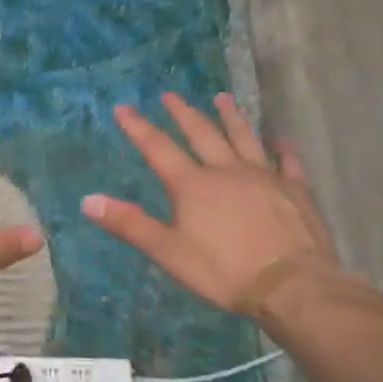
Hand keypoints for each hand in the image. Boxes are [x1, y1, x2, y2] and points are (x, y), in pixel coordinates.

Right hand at [83, 93, 338, 313]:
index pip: (159, 148)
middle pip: (202, 134)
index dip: (139, 127)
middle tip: (171, 95)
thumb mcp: (168, 251)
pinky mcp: (295, 190)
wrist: (291, 285)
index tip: (123, 108)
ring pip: (244, 138)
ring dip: (231, 117)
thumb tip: (87, 200)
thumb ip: (129, 224)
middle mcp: (226, 170)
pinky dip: (283, 148)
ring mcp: (264, 176)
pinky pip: (288, 162)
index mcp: (192, 185)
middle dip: (183, 114)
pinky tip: (281, 139)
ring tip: (223, 98)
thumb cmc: (224, 271)